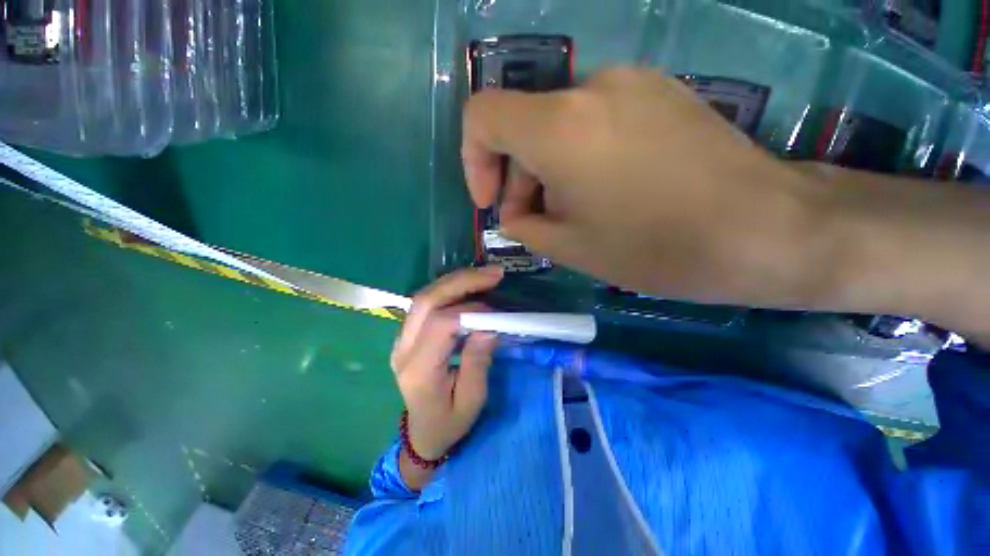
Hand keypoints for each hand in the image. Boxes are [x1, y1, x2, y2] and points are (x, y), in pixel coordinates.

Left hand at [391, 267, 502, 461]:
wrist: (422, 433)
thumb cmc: (449, 422)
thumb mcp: (472, 400)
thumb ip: (478, 361)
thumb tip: (489, 326)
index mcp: (418, 370)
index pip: (440, 325)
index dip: (470, 311)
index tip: (497, 311)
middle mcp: (403, 349)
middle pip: (426, 301)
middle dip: (462, 281)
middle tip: (494, 274)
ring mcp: (401, 339)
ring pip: (424, 296)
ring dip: (456, 281)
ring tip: (485, 275)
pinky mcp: (407, 334)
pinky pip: (426, 302)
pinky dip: (449, 289)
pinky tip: (469, 285)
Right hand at [462, 68, 821, 307]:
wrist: (764, 229)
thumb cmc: (654, 247)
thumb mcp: (569, 247)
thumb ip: (525, 225)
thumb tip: (513, 214)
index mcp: (559, 128)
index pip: (482, 115)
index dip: (474, 160)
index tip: (491, 202)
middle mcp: (589, 89)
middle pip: (523, 126)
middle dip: (519, 179)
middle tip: (536, 223)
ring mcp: (630, 84)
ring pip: (558, 126)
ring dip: (549, 171)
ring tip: (573, 214)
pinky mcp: (658, 93)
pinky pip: (593, 121)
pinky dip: (579, 157)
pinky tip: (605, 193)